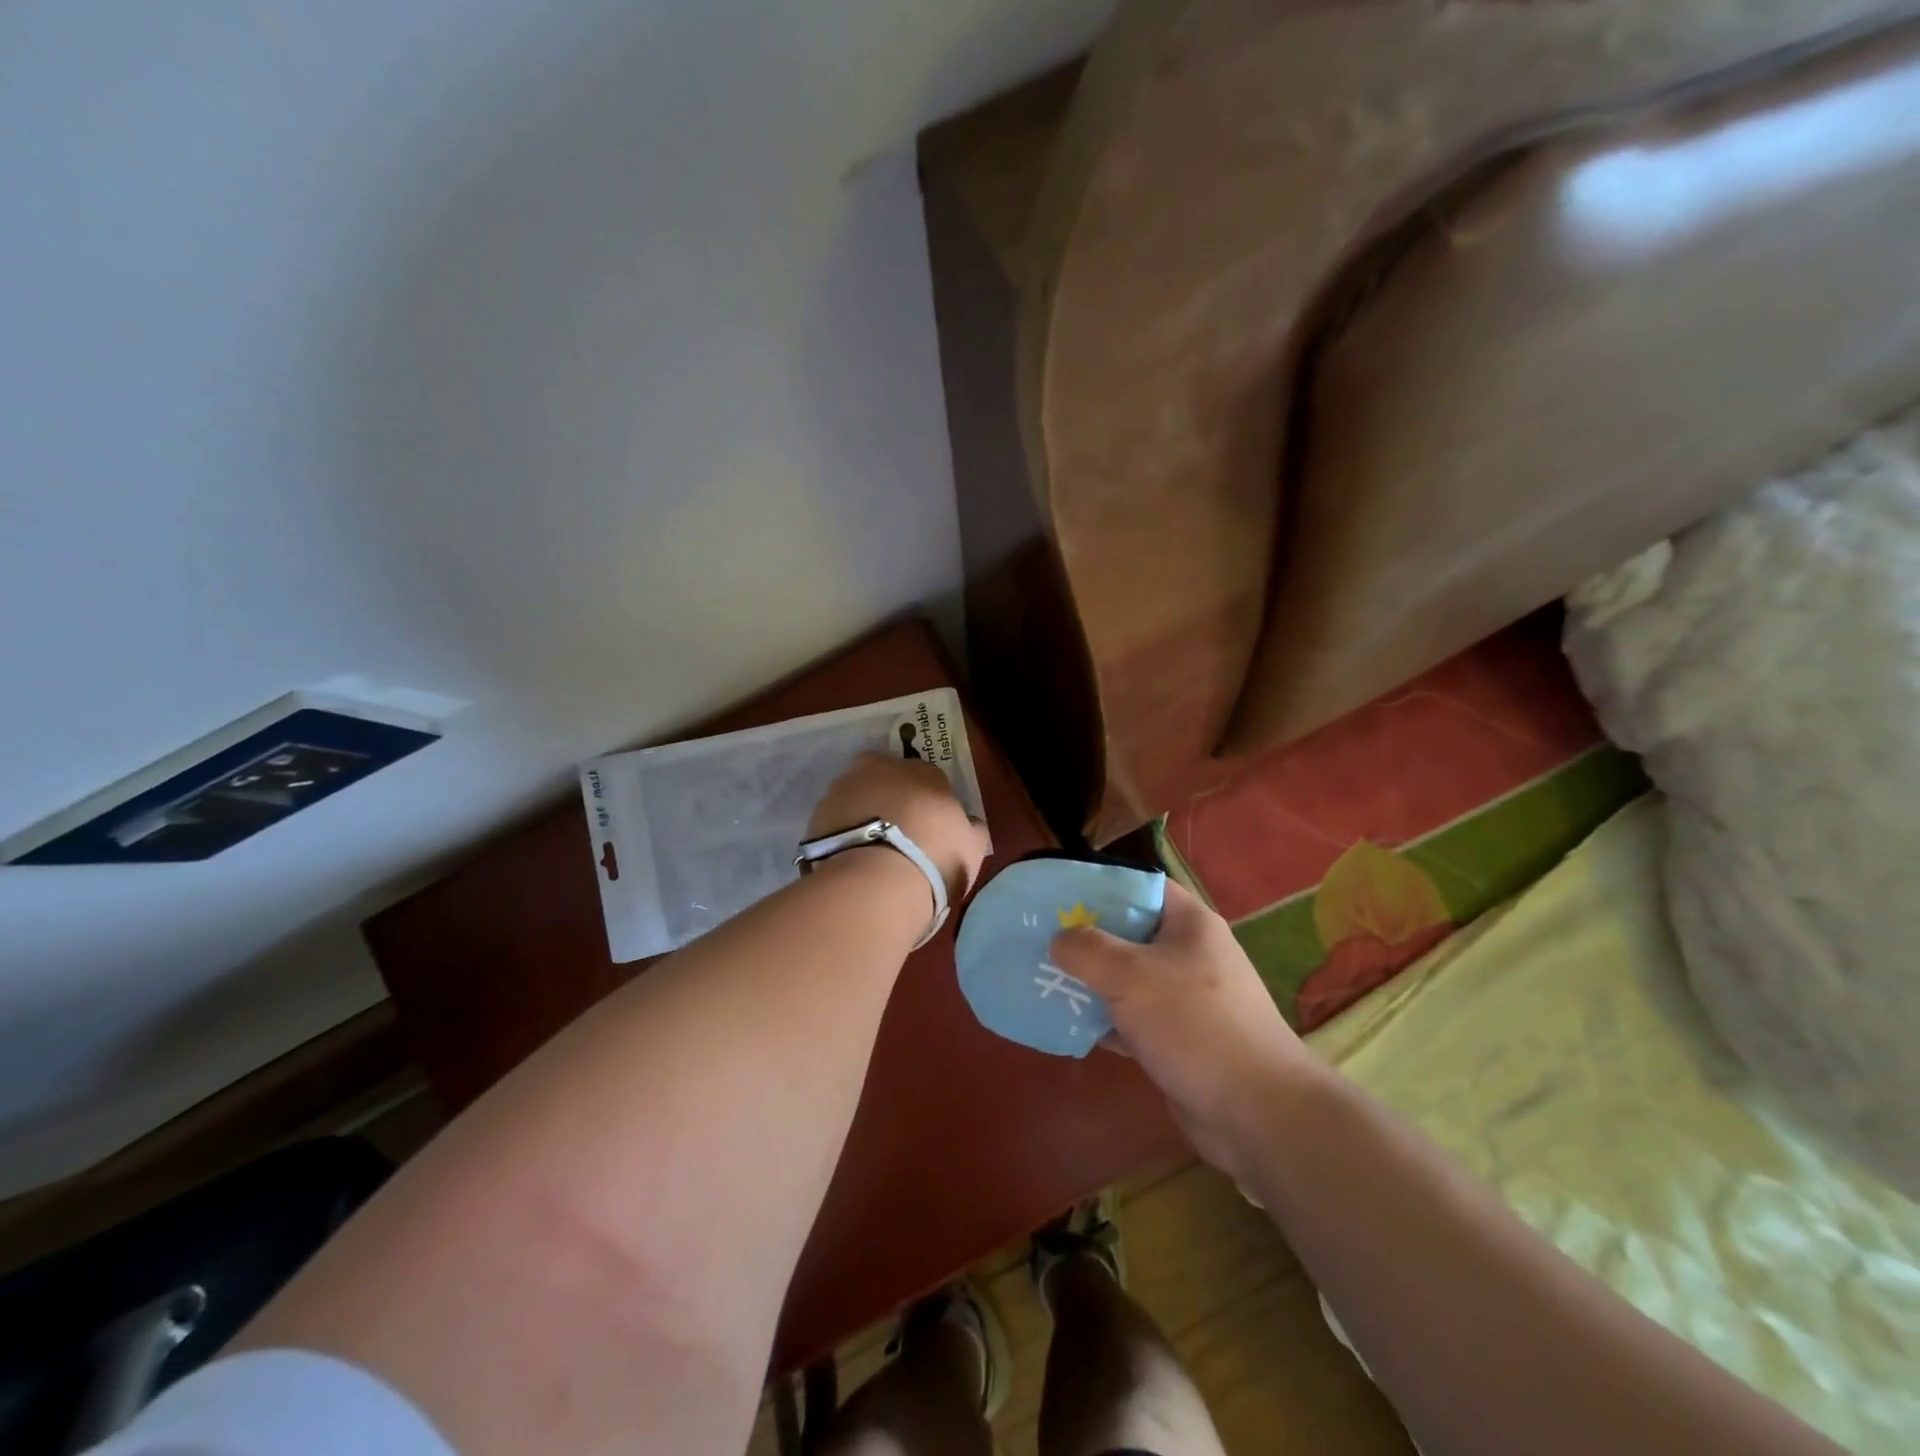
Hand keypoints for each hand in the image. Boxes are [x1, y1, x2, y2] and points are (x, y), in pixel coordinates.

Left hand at [808, 753, 990, 903]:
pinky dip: (841, 832)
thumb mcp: (972, 848)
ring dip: (862, 811)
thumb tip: (970, 823)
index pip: (928, 776)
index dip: (928, 800)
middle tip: (896, 827)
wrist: (876, 883)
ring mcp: (844, 789)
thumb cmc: (935, 860)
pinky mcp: (817, 815)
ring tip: (868, 847)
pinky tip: (849, 857)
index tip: (929, 825)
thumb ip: (972, 829)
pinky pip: (834, 819)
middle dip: (889, 792)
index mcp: (924, 772)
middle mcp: (881, 770)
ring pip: (856, 793)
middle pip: (885, 774)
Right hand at [1050, 881, 1315, 1178]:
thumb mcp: (1130, 976)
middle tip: (1040, 939)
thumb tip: (1059, 939)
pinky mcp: (1177, 1038)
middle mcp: (1188, 954)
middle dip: (1085, 937)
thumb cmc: (1194, 1025)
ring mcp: (1185, 998)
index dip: (1099, 885)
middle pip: (1128, 932)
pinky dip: (1102, 1020)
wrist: (1257, 1113)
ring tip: (1042, 978)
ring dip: (1089, 981)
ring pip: (1126, 978)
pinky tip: (1066, 1024)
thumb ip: (1087, 950)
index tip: (1059, 895)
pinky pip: (1131, 1018)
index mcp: (1189, 923)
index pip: (1140, 886)